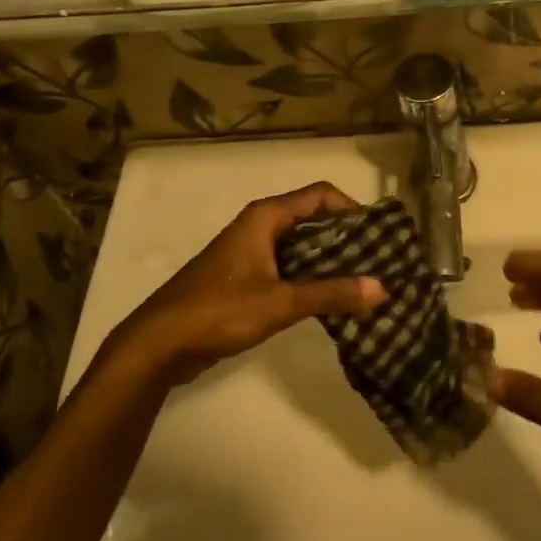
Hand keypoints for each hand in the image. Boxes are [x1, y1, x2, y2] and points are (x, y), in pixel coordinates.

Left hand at [112, 182, 383, 385]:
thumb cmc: (218, 311)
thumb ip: (331, 294)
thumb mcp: (280, 302)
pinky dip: (312, 278)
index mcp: (266, 217)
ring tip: (364, 282)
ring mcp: (252, 252)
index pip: (321, 195)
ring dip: (331, 261)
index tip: (379, 234)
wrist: (158, 344)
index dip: (353, 209)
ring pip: (302, 246)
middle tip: (380, 261)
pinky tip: (332, 301)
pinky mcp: (247, 278)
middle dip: (347, 237)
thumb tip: (382, 287)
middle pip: (314, 219)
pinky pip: (289, 268)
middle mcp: (260, 226)